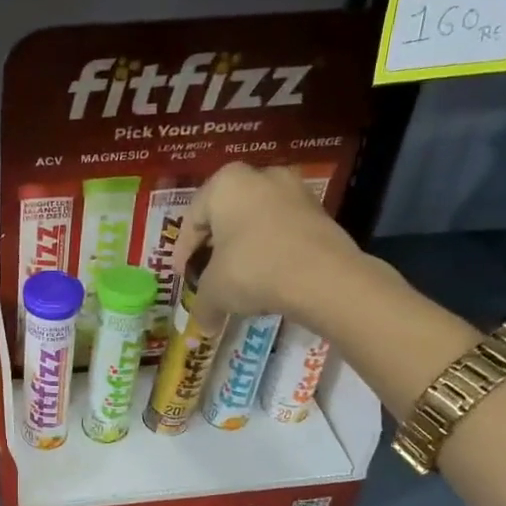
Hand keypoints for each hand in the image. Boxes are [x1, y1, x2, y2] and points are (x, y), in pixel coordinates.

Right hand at [172, 163, 368, 328]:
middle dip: (216, 244)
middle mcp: (260, 177)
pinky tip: (269, 275)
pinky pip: (284, 230)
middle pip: (226, 215)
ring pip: (257, 220)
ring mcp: (295, 190)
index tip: (183, 274)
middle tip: (209, 271)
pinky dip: (273, 249)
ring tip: (241, 276)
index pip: (192, 219)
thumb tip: (201, 329)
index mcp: (225, 185)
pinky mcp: (321, 211)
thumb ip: (202, 306)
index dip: (183, 251)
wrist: (322, 277)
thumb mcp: (214, 291)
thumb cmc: (252, 270)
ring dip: (246, 246)